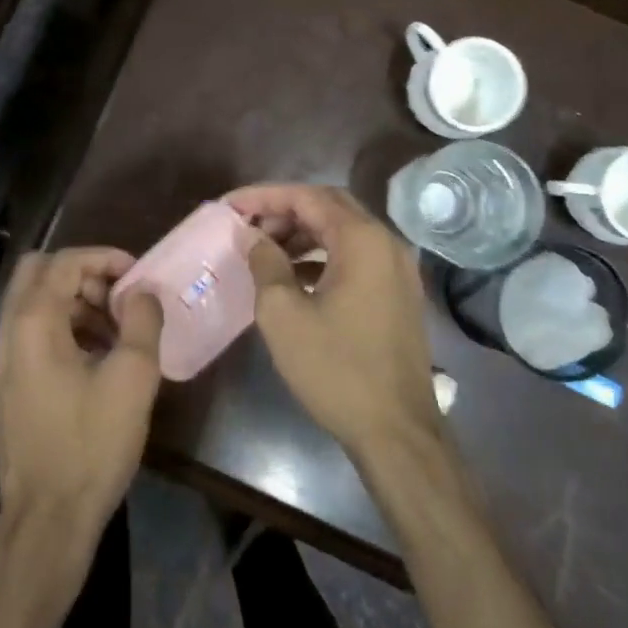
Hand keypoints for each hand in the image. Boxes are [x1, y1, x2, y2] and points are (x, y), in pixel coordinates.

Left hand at [0, 248, 163, 548]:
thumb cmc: (91, 443)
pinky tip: (96, 356)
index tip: (137, 276)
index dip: (104, 258)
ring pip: (33, 302)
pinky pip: (30, 332)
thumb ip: (142, 321)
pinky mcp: (5, 383)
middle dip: (83, 274)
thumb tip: (142, 292)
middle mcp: (7, 331)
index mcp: (32, 322)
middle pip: (39, 272)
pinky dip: (61, 326)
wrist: (48, 516)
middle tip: (119, 298)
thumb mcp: (132, 378)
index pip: (64, 261)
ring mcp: (0, 359)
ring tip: (116, 330)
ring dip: (74, 301)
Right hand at [225, 184, 439, 461]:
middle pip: (329, 207)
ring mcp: (397, 270)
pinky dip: (322, 256)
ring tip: (264, 249)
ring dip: (302, 233)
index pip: (308, 197)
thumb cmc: (335, 369)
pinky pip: (356, 257)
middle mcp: (387, 244)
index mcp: (362, 240)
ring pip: (343, 232)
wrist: (396, 431)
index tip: (229, 206)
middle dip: (284, 210)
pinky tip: (294, 276)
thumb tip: (251, 236)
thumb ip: (265, 263)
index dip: (264, 196)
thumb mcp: (284, 314)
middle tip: (246, 225)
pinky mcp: (398, 294)